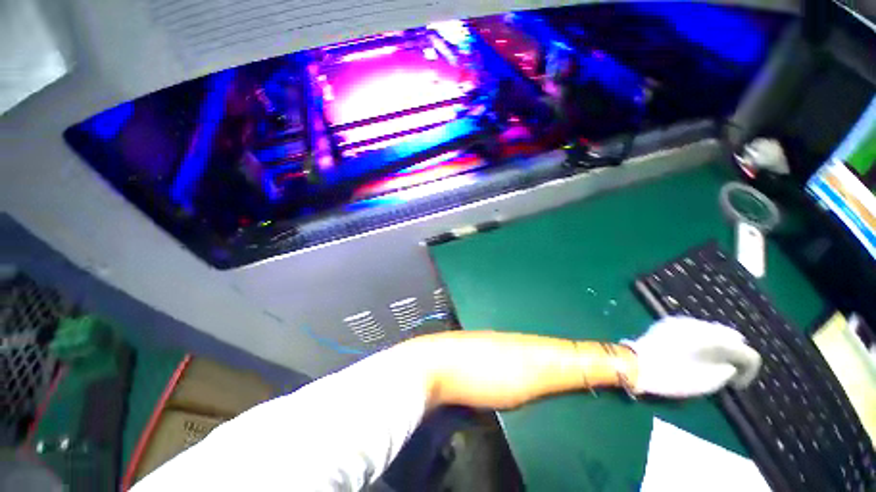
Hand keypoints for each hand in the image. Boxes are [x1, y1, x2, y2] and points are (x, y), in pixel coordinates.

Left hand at [622, 317, 761, 397]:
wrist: (637, 365)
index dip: (747, 367)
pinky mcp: (668, 322)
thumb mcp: (708, 382)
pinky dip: (701, 339)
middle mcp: (700, 324)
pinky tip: (696, 352)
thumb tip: (731, 365)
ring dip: (717, 343)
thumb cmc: (673, 377)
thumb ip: (726, 370)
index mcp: (714, 338)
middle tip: (729, 370)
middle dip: (733, 351)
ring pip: (711, 329)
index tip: (739, 382)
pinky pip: (694, 328)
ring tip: (713, 361)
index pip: (743, 348)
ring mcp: (682, 321)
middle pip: (728, 334)